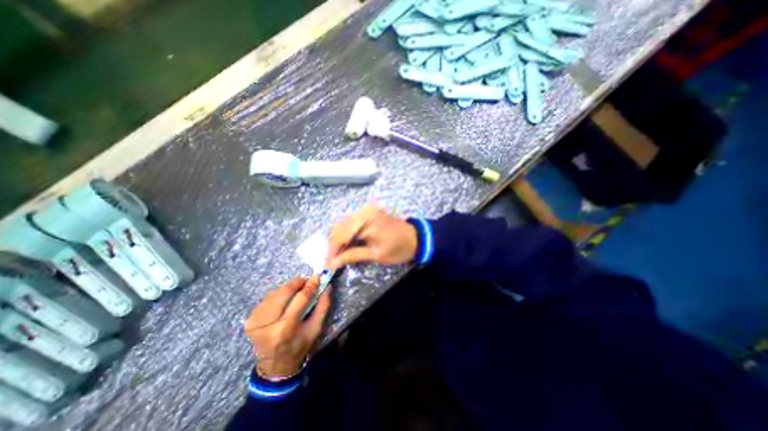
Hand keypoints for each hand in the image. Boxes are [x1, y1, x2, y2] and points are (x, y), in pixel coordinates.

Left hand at [244, 277, 331, 378]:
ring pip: (274, 294)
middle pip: (283, 293)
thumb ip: (323, 306)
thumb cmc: (300, 346)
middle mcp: (268, 325)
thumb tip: (327, 286)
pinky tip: (284, 298)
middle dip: (296, 283)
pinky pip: (266, 300)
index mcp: (286, 329)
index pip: (300, 299)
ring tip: (296, 289)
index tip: (317, 277)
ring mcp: (255, 322)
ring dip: (287, 288)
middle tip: (305, 281)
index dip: (309, 286)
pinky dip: (277, 295)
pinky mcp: (249, 321)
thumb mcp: (316, 328)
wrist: (276, 366)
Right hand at [327, 204, 417, 268]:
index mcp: (366, 221)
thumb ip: (353, 255)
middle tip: (333, 261)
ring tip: (339, 255)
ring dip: (339, 240)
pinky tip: (348, 245)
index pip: (340, 235)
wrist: (416, 238)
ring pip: (343, 225)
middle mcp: (363, 212)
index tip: (328, 265)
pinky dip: (347, 235)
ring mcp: (366, 211)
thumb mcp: (376, 254)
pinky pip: (351, 223)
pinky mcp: (368, 213)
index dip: (332, 251)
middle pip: (339, 228)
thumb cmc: (399, 248)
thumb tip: (333, 263)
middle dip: (334, 246)